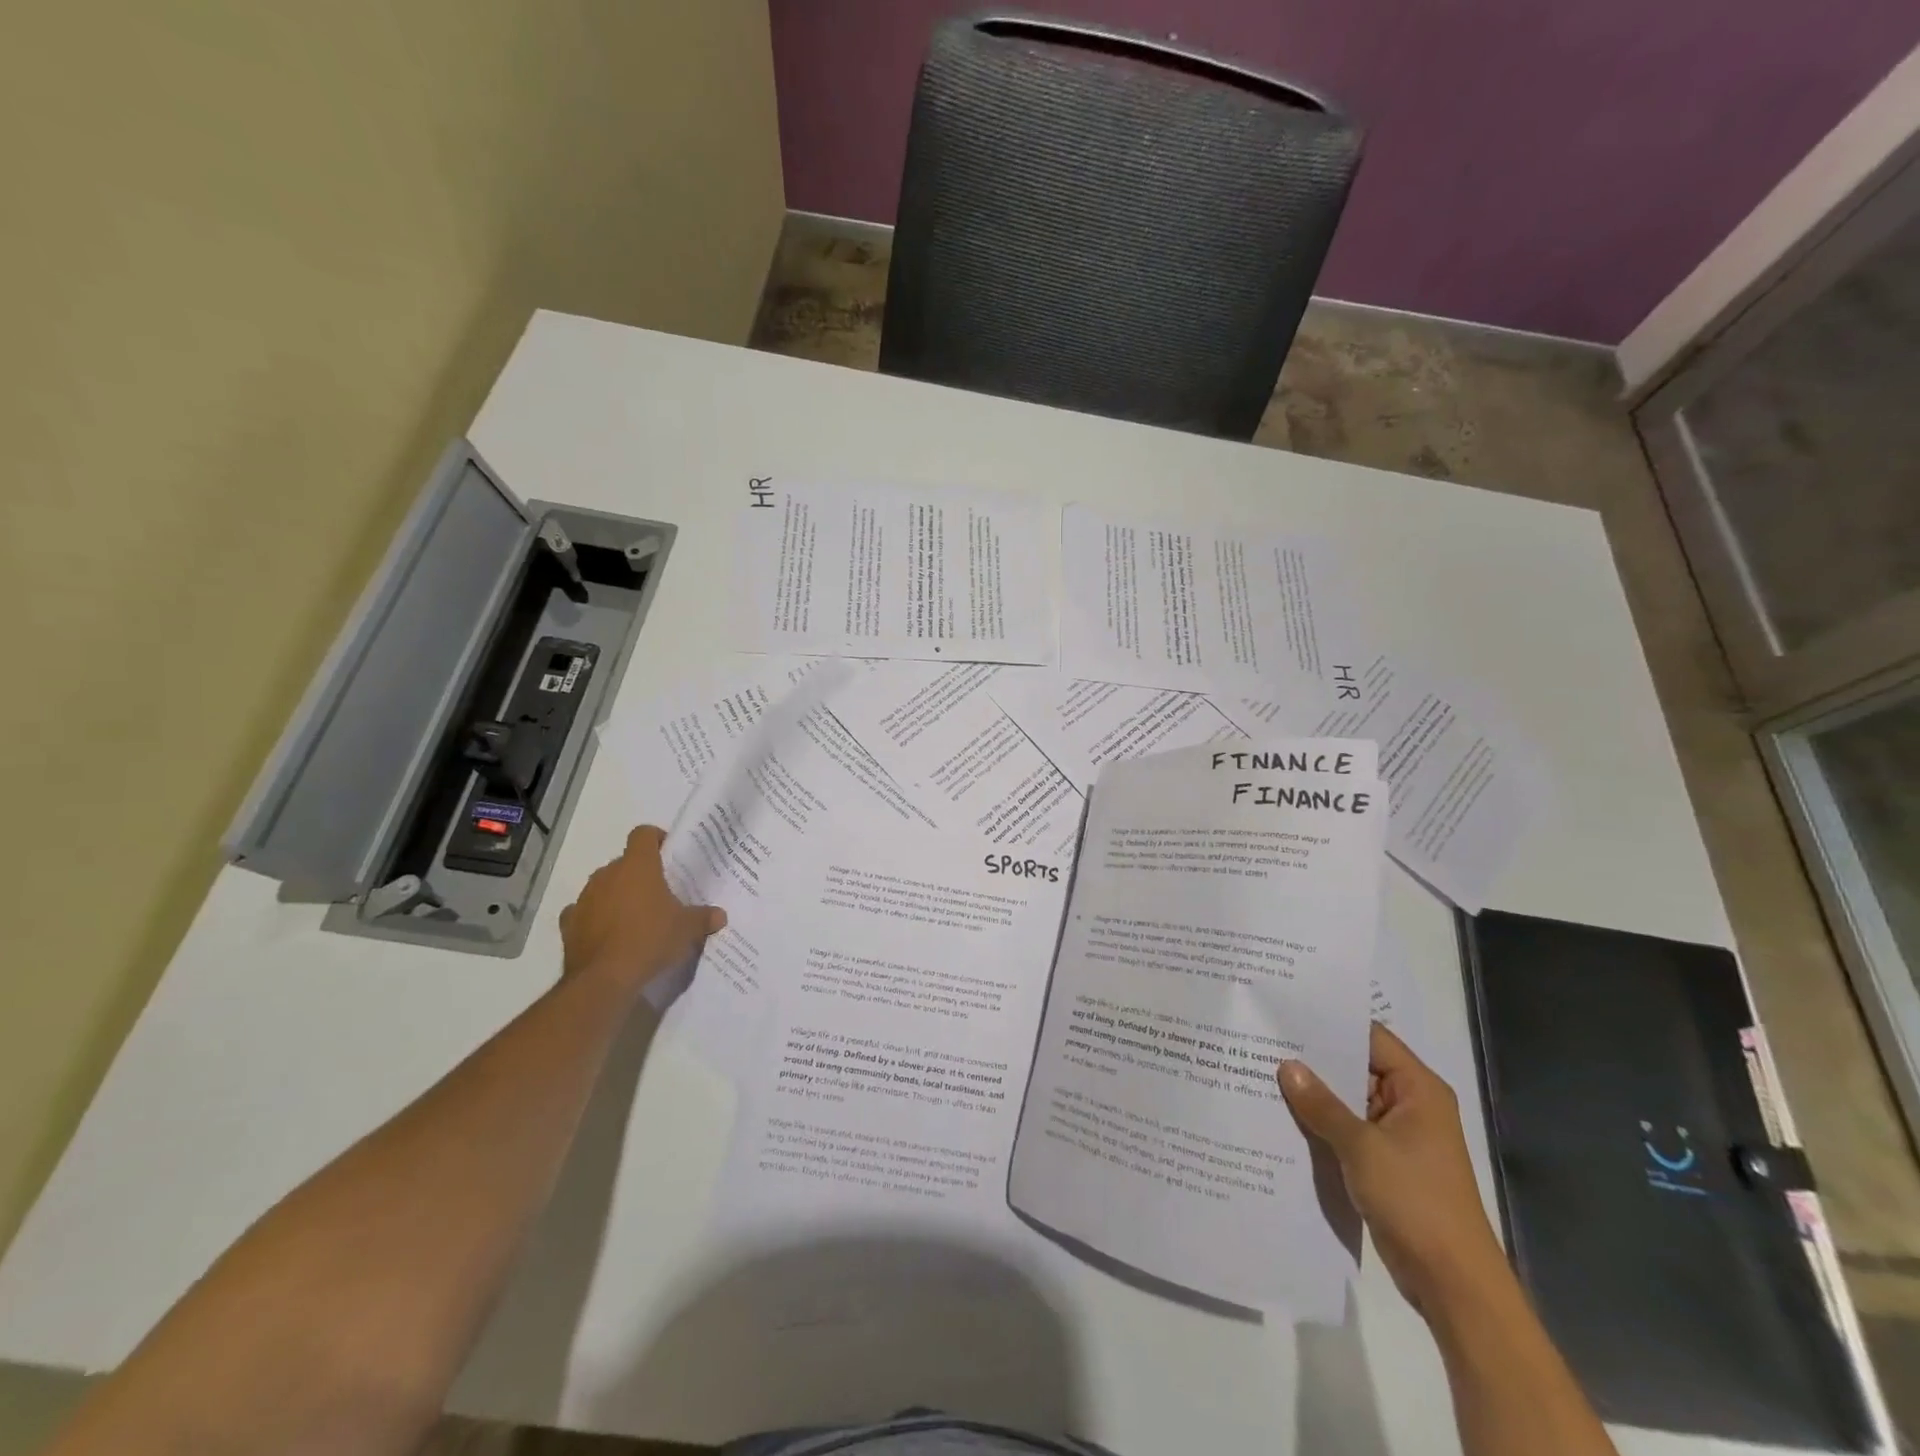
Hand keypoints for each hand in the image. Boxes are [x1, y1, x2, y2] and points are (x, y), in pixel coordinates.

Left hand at [559, 826, 725, 998]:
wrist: (604, 978)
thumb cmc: (650, 939)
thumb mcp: (687, 929)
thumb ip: (704, 917)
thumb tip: (720, 915)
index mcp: (638, 866)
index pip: (643, 834)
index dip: (656, 839)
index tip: (668, 855)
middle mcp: (608, 874)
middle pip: (624, 862)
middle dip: (639, 874)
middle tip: (659, 894)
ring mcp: (585, 898)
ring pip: (603, 886)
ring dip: (617, 895)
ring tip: (635, 918)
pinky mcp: (569, 923)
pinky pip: (584, 912)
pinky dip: (595, 918)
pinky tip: (608, 934)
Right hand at [1279, 1023, 1507, 1315]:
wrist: (1452, 1283)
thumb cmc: (1416, 1201)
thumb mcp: (1362, 1147)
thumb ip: (1322, 1104)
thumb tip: (1287, 1066)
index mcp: (1418, 1089)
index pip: (1370, 1038)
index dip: (1330, 1024)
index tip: (1287, 1012)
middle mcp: (1410, 1104)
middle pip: (1356, 1067)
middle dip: (1314, 1060)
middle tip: (1264, 1040)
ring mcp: (1397, 1135)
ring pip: (1347, 1101)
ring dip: (1314, 1094)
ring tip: (1262, 1071)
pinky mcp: (1384, 1162)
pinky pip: (1347, 1130)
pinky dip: (1320, 1123)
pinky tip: (1282, 1115)